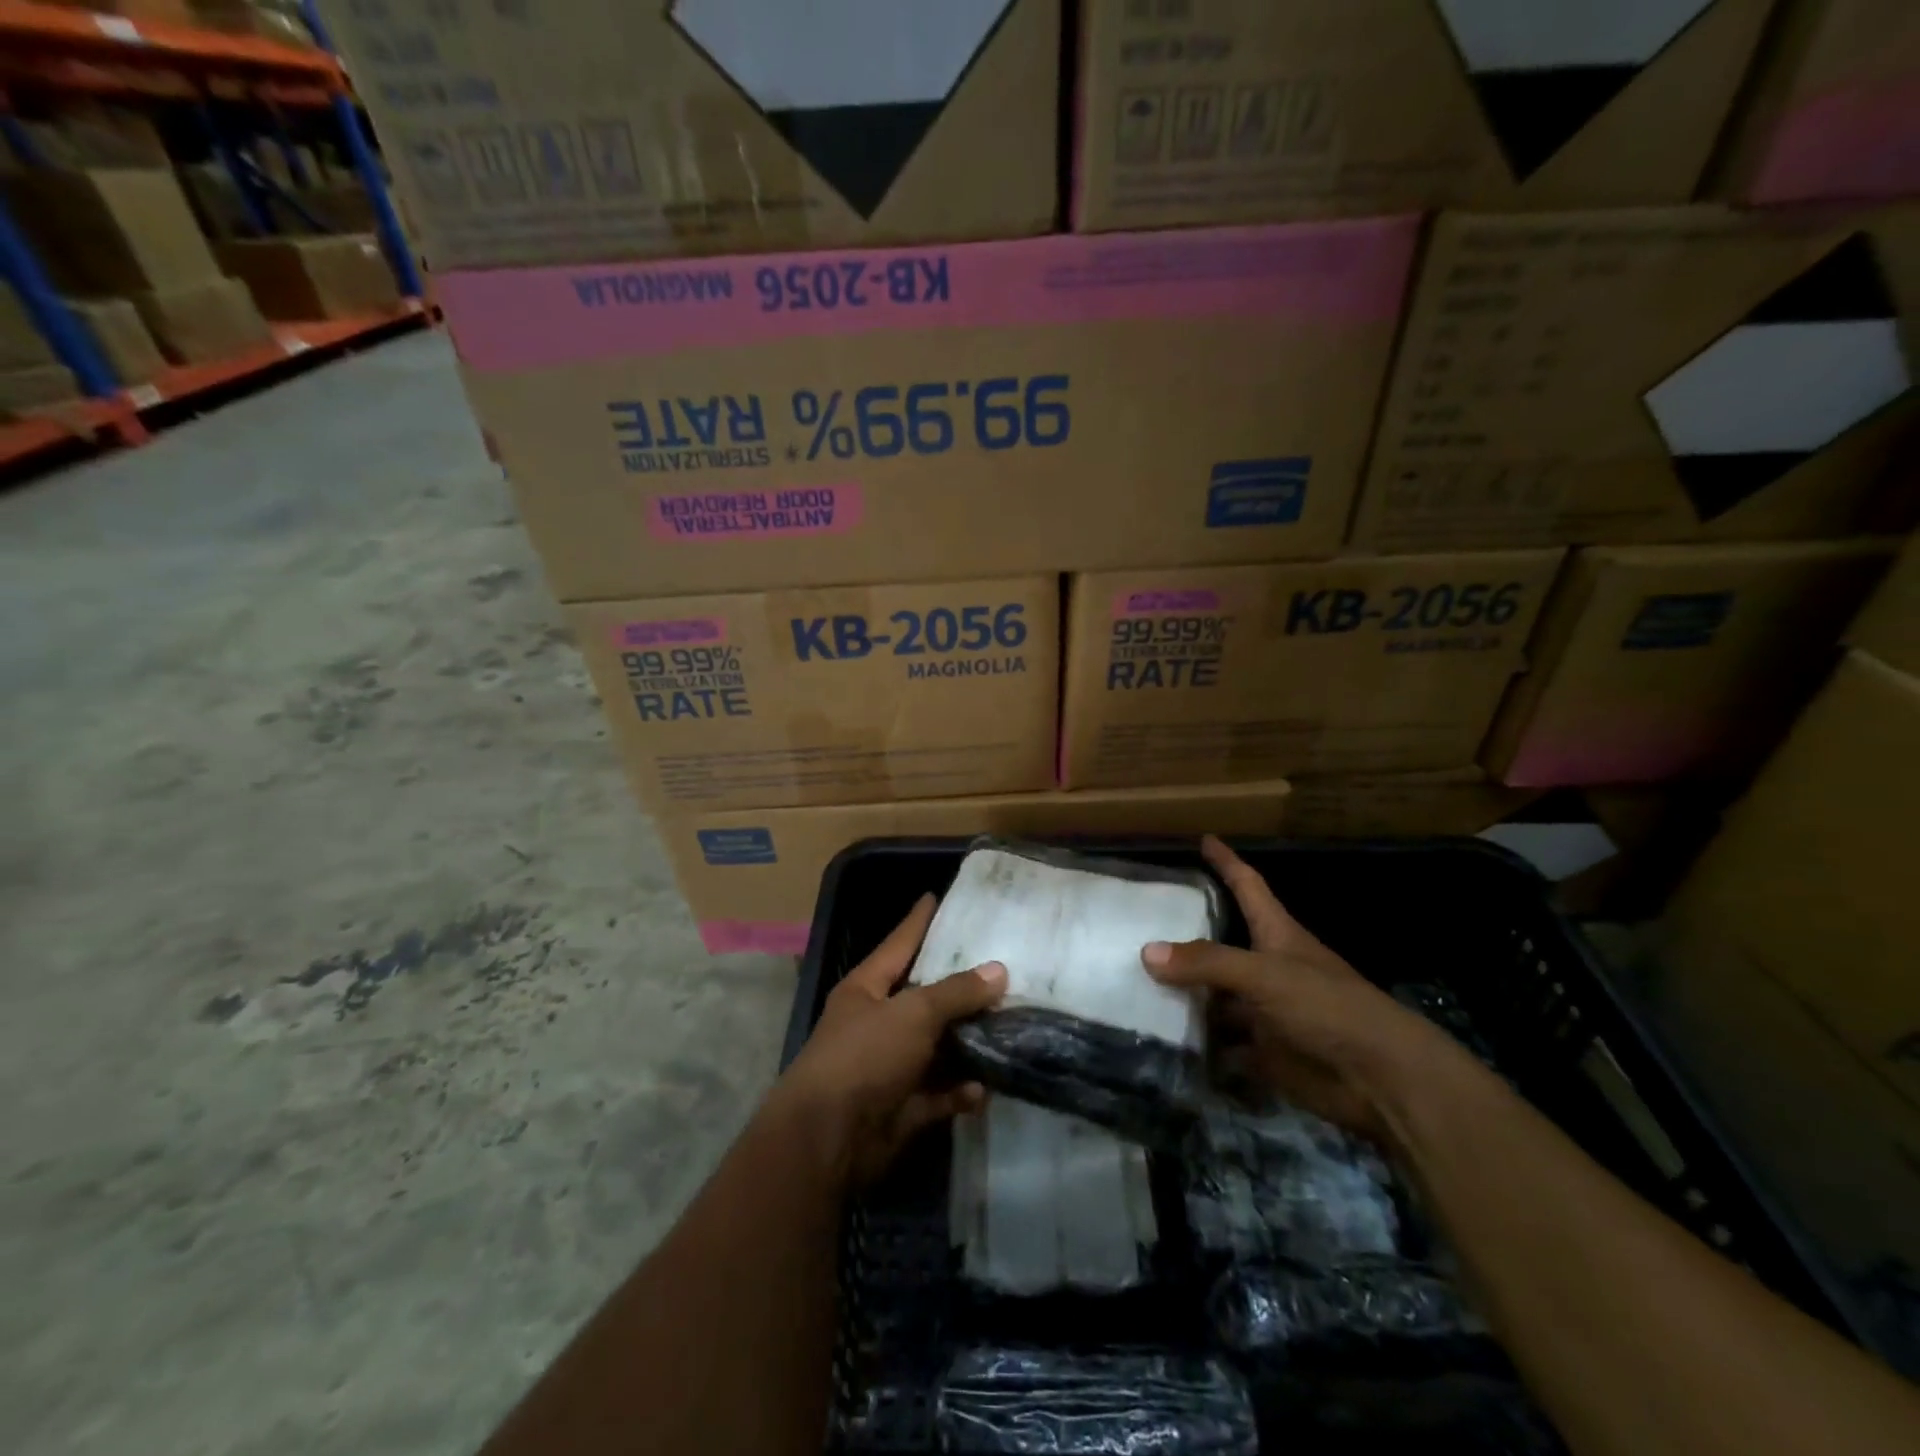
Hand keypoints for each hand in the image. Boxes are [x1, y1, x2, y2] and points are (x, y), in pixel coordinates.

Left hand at [775, 894, 1006, 1185]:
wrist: (827, 1140)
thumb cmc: (864, 1057)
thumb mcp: (913, 1013)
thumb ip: (956, 992)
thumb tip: (998, 971)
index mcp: (867, 989)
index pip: (899, 944)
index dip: (919, 921)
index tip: (937, 897)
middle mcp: (876, 1023)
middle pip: (925, 998)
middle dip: (961, 988)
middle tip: (1004, 968)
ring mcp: (888, 1067)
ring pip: (937, 1048)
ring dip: (968, 1044)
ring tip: (1009, 1027)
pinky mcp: (901, 1108)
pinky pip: (938, 1093)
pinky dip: (959, 1092)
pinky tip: (984, 1089)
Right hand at [1142, 836, 1462, 1144]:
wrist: (1380, 1079)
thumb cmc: (1328, 1007)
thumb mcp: (1265, 975)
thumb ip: (1207, 963)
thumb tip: (1146, 951)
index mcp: (1277, 934)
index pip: (1248, 886)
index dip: (1227, 862)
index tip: (1205, 839)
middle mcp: (1268, 968)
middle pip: (1221, 944)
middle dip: (1186, 935)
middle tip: (1139, 923)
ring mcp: (1265, 1010)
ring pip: (1215, 995)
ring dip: (1183, 993)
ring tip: (1134, 983)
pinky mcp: (1264, 1050)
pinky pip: (1220, 1043)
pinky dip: (1196, 1043)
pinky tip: (1160, 1038)